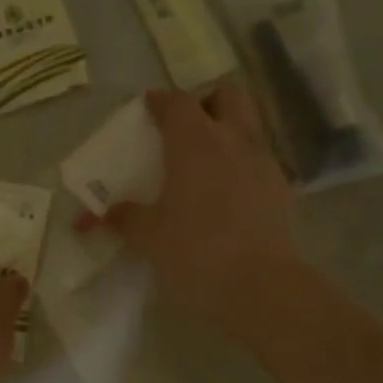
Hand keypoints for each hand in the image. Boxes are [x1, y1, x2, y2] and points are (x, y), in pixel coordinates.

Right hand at [106, 82, 323, 348]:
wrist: (261, 287)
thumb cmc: (195, 251)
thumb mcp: (148, 236)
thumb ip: (124, 218)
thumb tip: (100, 216)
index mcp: (195, 142)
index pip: (176, 102)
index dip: (160, 102)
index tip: (148, 107)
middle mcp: (233, 140)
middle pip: (226, 95)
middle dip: (205, 102)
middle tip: (185, 127)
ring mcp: (263, 163)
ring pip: (249, 124)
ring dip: (228, 130)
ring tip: (206, 160)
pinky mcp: (282, 190)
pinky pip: (260, 160)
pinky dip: (242, 164)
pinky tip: (228, 193)